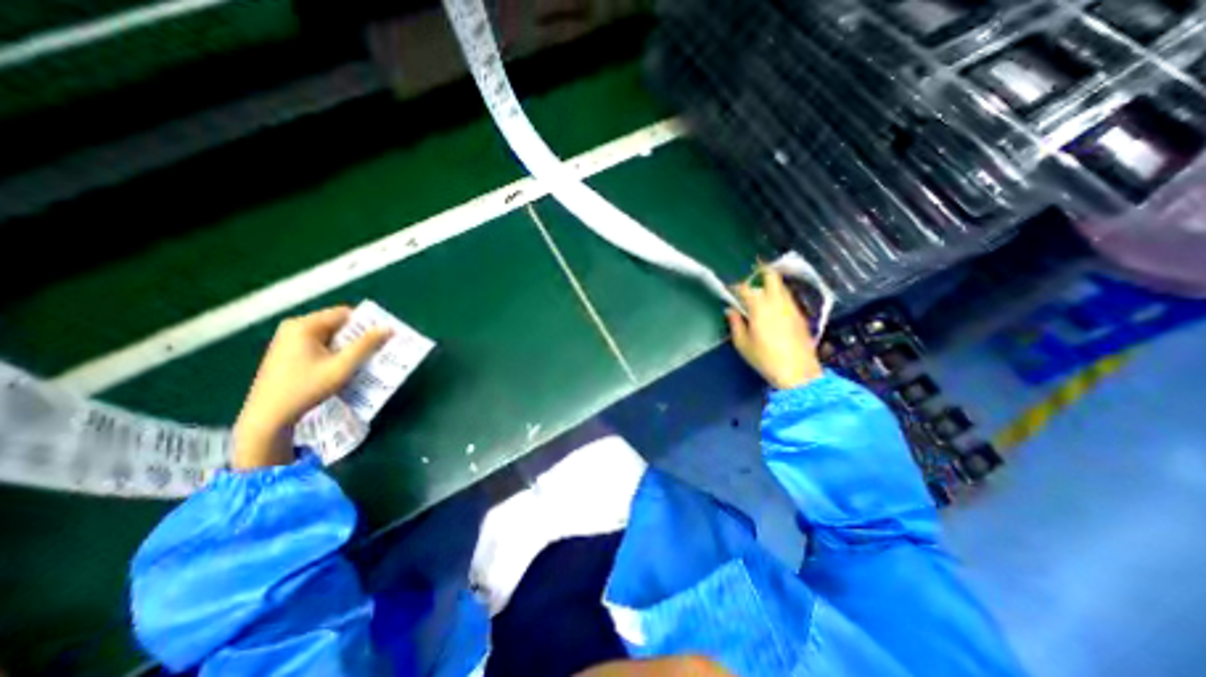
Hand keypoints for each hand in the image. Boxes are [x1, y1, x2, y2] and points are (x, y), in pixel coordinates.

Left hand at [233, 307, 389, 469]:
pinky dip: (335, 352)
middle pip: (337, 324)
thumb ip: (366, 345)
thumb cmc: (307, 388)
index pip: (345, 314)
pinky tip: (344, 366)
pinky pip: (320, 344)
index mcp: (304, 326)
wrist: (268, 416)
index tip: (383, 336)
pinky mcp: (287, 353)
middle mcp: (294, 327)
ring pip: (329, 335)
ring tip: (365, 358)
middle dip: (358, 336)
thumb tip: (388, 327)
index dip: (366, 323)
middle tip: (377, 348)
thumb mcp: (343, 366)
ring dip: (348, 345)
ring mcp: (288, 340)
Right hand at [719, 264, 824, 388]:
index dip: (735, 286)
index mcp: (760, 307)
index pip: (745, 288)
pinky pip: (788, 298)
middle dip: (760, 272)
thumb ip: (735, 323)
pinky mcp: (801, 315)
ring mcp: (792, 307)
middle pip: (771, 276)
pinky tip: (774, 307)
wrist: (798, 373)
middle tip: (751, 276)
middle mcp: (777, 301)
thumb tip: (730, 310)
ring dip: (770, 284)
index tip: (729, 289)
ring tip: (761, 292)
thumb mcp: (742, 344)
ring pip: (782, 286)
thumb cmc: (765, 358)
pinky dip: (779, 296)